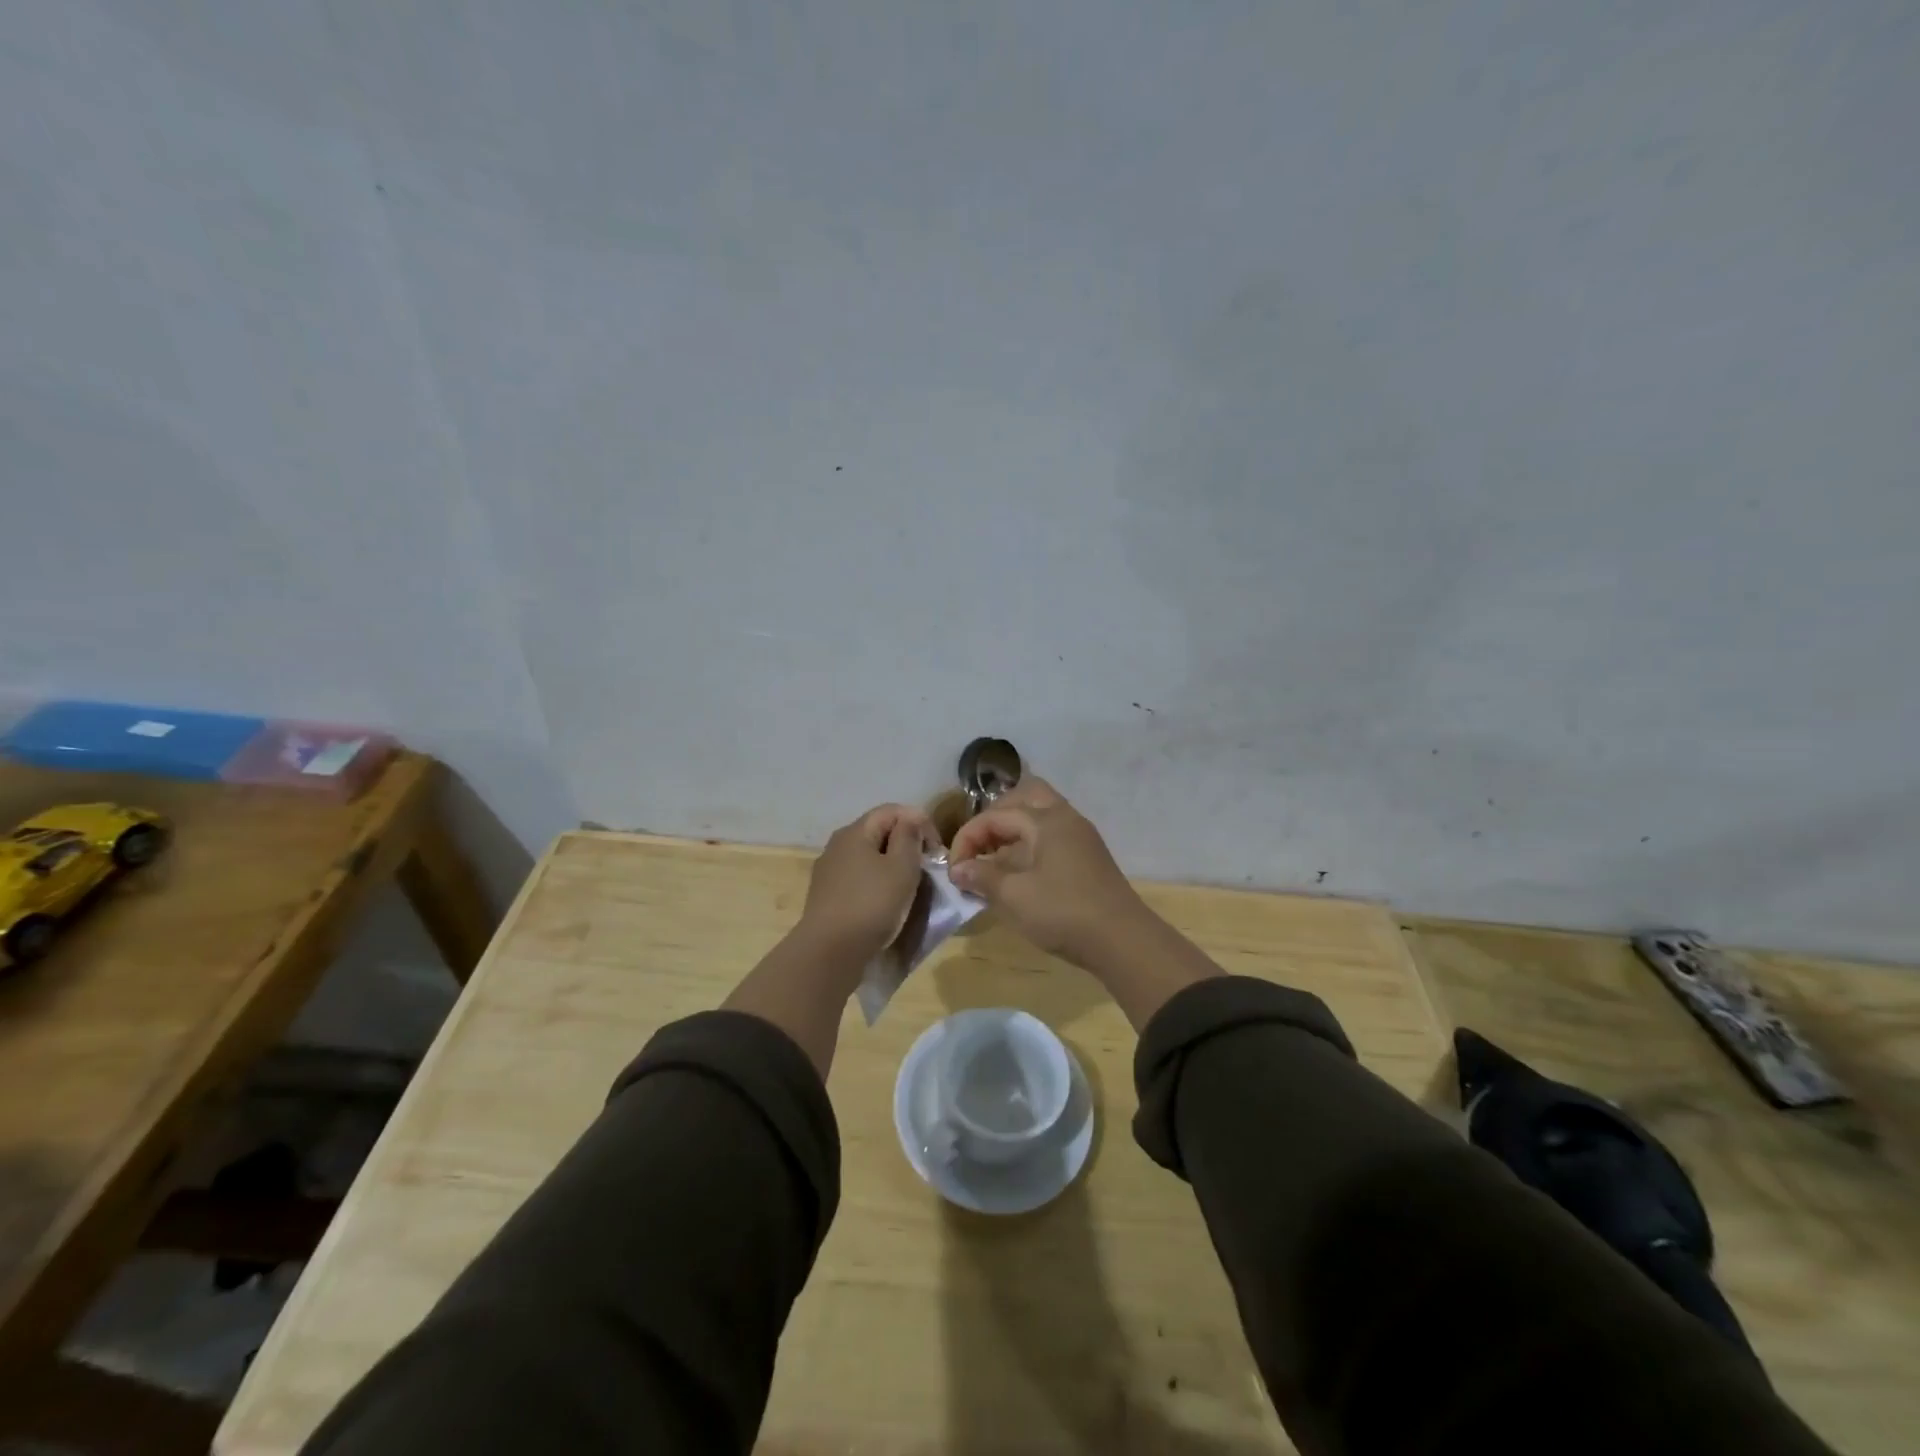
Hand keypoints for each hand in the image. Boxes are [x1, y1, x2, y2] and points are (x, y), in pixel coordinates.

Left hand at [800, 803, 938, 959]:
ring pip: (869, 856)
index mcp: (855, 832)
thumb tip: (910, 820)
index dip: (920, 822)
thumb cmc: (871, 904)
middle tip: (927, 868)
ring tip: (910, 886)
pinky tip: (886, 902)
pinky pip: (859, 878)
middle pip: (879, 832)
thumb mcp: (901, 868)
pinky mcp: (827, 895)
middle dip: (907, 844)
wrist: (830, 952)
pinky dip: (877, 882)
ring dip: (892, 865)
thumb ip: (909, 837)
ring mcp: (829, 870)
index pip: (892, 810)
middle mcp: (838, 844)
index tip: (936, 851)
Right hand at [947, 777, 1147, 963]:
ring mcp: (1080, 836)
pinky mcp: (1088, 856)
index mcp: (1046, 820)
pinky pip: (1051, 835)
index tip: (954, 870)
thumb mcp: (1014, 896)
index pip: (995, 816)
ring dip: (1013, 832)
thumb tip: (959, 869)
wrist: (1123, 941)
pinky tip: (1019, 873)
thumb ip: (982, 876)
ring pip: (1040, 816)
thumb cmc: (1063, 913)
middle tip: (978, 848)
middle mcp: (1065, 818)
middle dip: (994, 819)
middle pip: (1023, 798)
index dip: (968, 839)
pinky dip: (1029, 844)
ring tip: (994, 861)